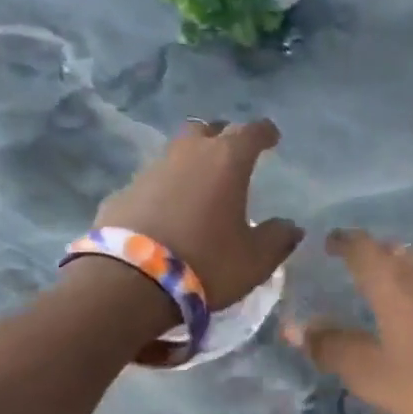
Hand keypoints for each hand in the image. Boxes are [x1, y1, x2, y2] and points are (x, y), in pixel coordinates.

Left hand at [94, 119, 302, 310]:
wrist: (129, 283)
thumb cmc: (206, 262)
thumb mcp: (255, 259)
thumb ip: (278, 238)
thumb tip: (291, 226)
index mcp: (226, 161)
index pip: (250, 131)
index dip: (264, 132)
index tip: (272, 137)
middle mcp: (187, 155)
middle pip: (206, 130)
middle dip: (221, 137)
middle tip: (232, 155)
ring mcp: (150, 171)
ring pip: (175, 154)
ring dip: (190, 164)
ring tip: (201, 187)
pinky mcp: (122, 194)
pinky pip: (152, 183)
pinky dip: (165, 190)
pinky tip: (168, 213)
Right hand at [285, 229, 412, 413]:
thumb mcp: (370, 373)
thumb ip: (331, 346)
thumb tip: (294, 327)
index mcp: (393, 280)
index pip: (361, 246)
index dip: (343, 241)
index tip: (332, 243)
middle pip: (396, 251)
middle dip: (378, 256)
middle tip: (366, 270)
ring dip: (410, 269)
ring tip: (403, 287)